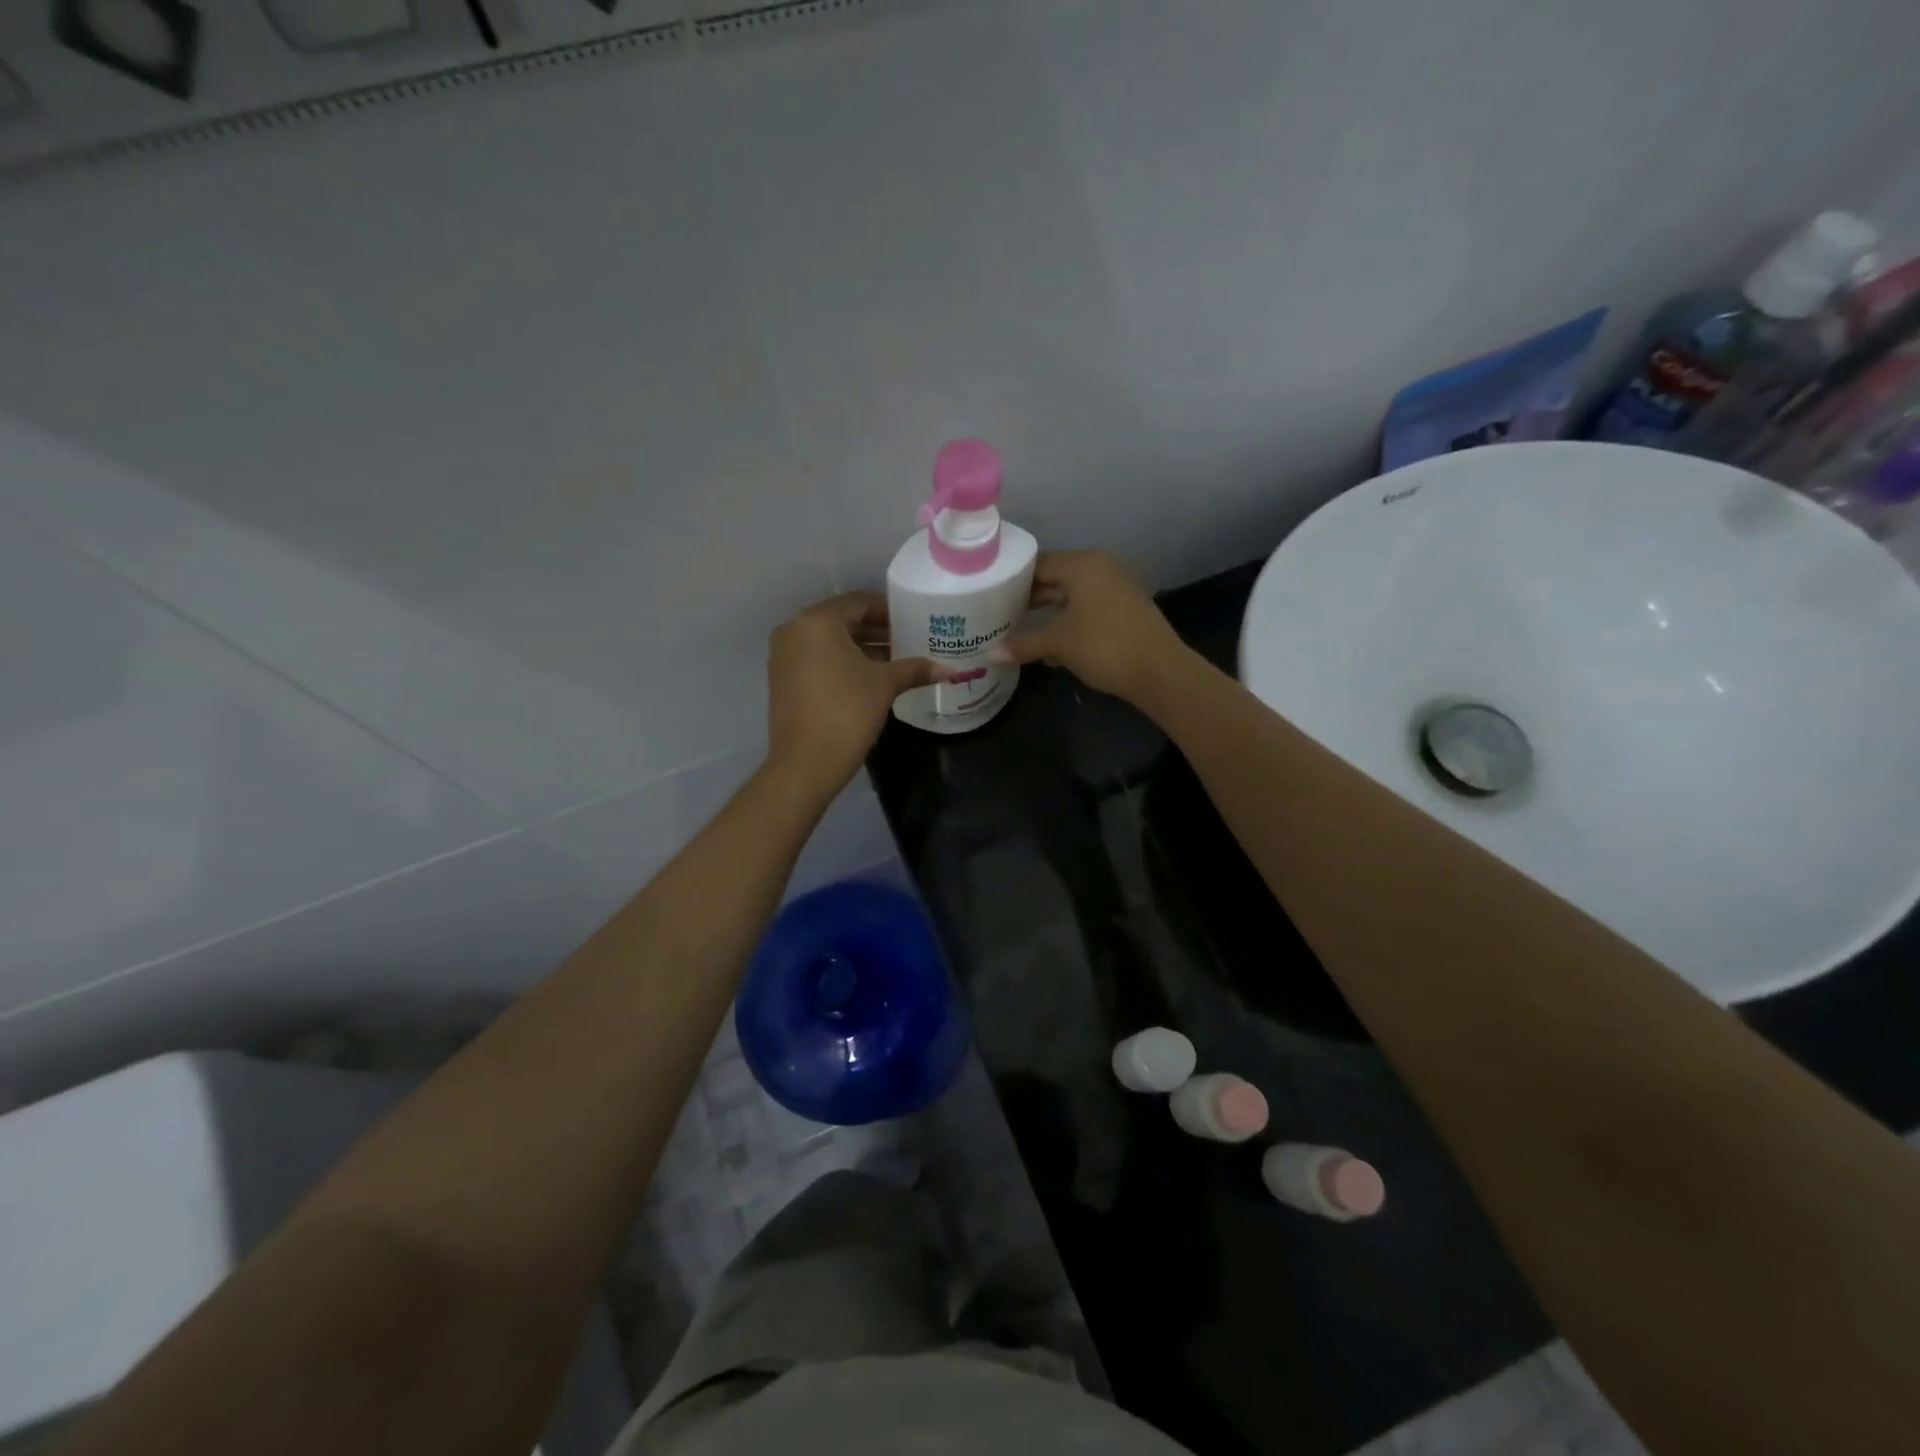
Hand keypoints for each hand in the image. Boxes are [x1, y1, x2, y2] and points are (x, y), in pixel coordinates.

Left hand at [766, 593, 945, 795]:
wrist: (805, 764)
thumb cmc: (846, 713)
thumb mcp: (885, 685)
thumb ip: (916, 669)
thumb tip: (951, 669)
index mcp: (817, 621)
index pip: (859, 602)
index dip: (889, 610)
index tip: (914, 619)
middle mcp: (794, 630)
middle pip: (843, 620)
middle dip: (877, 630)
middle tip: (909, 639)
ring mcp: (784, 655)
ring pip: (830, 641)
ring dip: (862, 647)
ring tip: (896, 659)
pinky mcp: (783, 679)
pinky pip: (818, 658)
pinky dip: (843, 661)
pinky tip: (870, 676)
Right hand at [992, 551, 1190, 703]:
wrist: (1159, 672)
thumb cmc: (1104, 646)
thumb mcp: (1058, 643)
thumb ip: (1023, 644)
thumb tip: (991, 654)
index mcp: (1083, 565)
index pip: (1038, 564)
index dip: (1012, 580)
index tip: (990, 596)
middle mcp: (1101, 568)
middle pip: (1054, 579)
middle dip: (1029, 600)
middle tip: (999, 616)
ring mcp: (1116, 589)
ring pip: (1071, 597)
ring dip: (1048, 615)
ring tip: (1019, 633)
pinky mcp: (1124, 610)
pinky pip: (1087, 610)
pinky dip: (1068, 623)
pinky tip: (1051, 649)